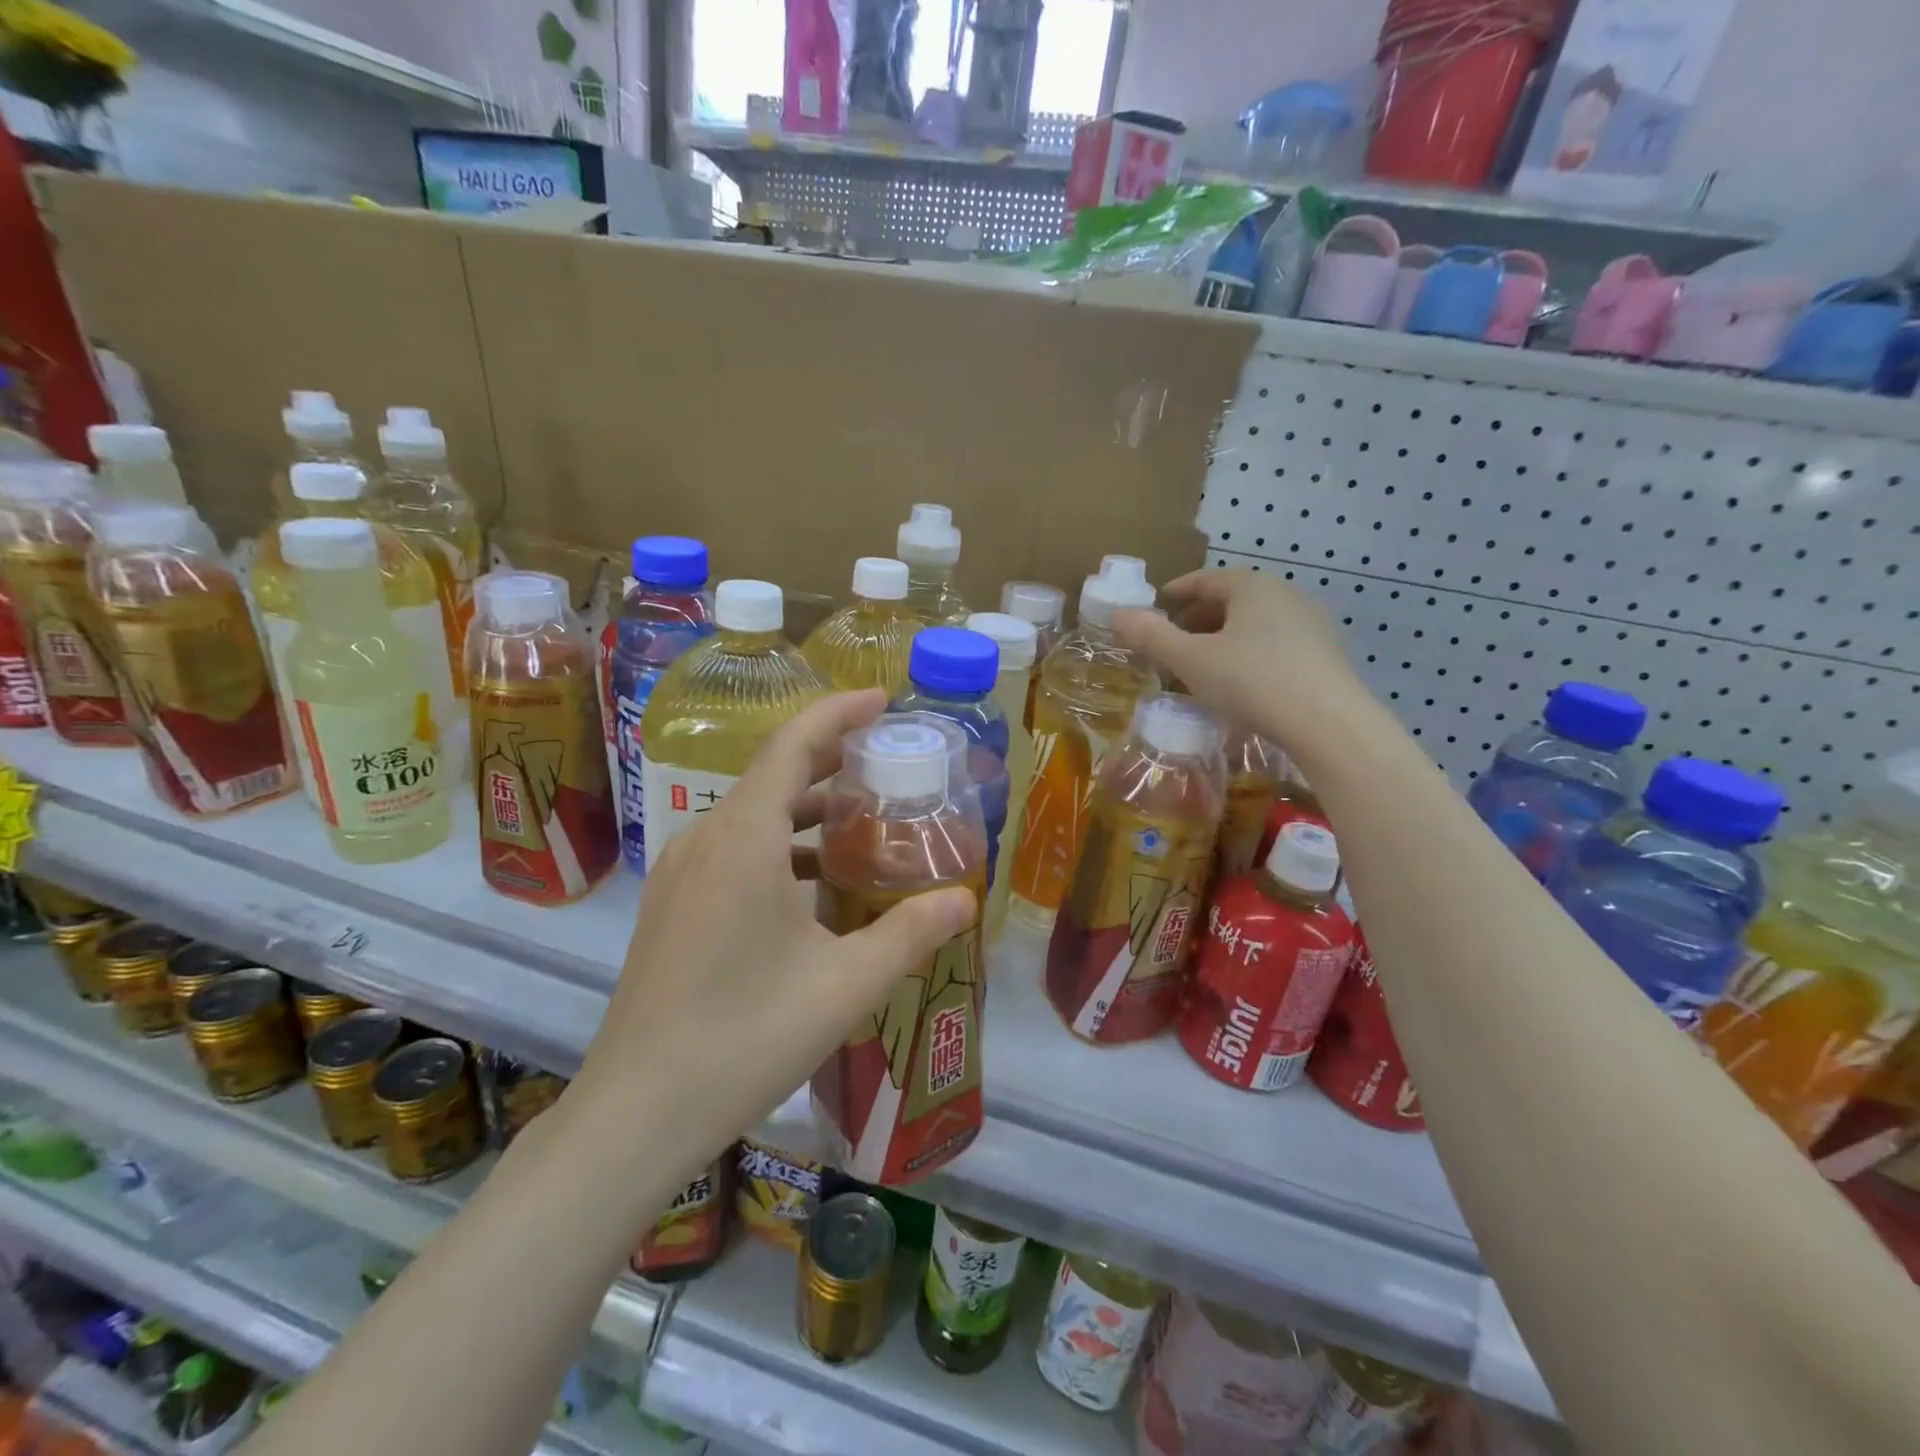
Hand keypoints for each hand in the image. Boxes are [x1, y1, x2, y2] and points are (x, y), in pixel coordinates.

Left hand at [571, 690, 977, 1163]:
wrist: (638, 1111)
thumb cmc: (748, 1036)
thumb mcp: (847, 984)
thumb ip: (911, 932)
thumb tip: (965, 900)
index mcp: (744, 837)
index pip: (793, 744)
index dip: (839, 712)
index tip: (884, 700)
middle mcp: (706, 838)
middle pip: (773, 772)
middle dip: (832, 757)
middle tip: (890, 760)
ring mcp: (681, 871)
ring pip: (753, 814)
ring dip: (807, 808)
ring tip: (864, 821)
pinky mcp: (672, 903)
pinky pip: (734, 848)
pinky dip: (780, 844)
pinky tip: (815, 884)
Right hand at [1113, 567, 1373, 755]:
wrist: (1328, 723)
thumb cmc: (1251, 680)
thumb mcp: (1190, 660)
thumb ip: (1151, 636)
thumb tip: (1117, 615)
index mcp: (1251, 586)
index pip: (1205, 579)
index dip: (1176, 591)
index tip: (1156, 606)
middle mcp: (1285, 594)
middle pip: (1232, 600)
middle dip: (1198, 618)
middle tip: (1172, 640)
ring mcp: (1311, 624)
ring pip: (1255, 623)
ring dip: (1224, 638)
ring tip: (1203, 664)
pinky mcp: (1325, 655)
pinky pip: (1275, 645)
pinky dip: (1249, 654)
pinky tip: (1240, 682)